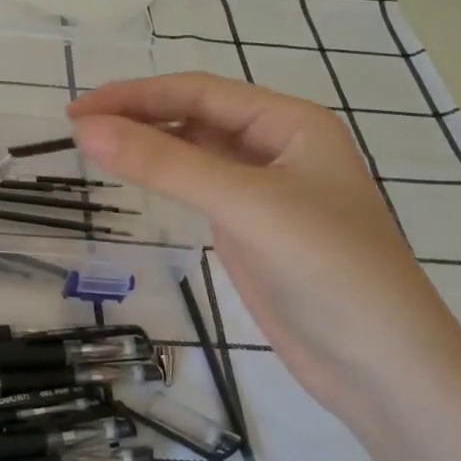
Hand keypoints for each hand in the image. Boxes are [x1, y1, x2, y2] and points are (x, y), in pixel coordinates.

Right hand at [69, 74, 460, 418]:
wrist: (383, 369)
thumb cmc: (328, 269)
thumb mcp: (245, 205)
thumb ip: (165, 165)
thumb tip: (87, 129)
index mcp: (289, 123)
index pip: (199, 91)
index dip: (135, 95)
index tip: (79, 111)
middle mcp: (277, 147)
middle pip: (195, 116)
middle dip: (138, 116)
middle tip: (76, 129)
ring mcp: (264, 190)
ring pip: (194, 151)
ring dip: (148, 146)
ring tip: (94, 148)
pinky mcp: (251, 229)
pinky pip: (199, 188)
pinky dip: (163, 178)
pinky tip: (135, 179)